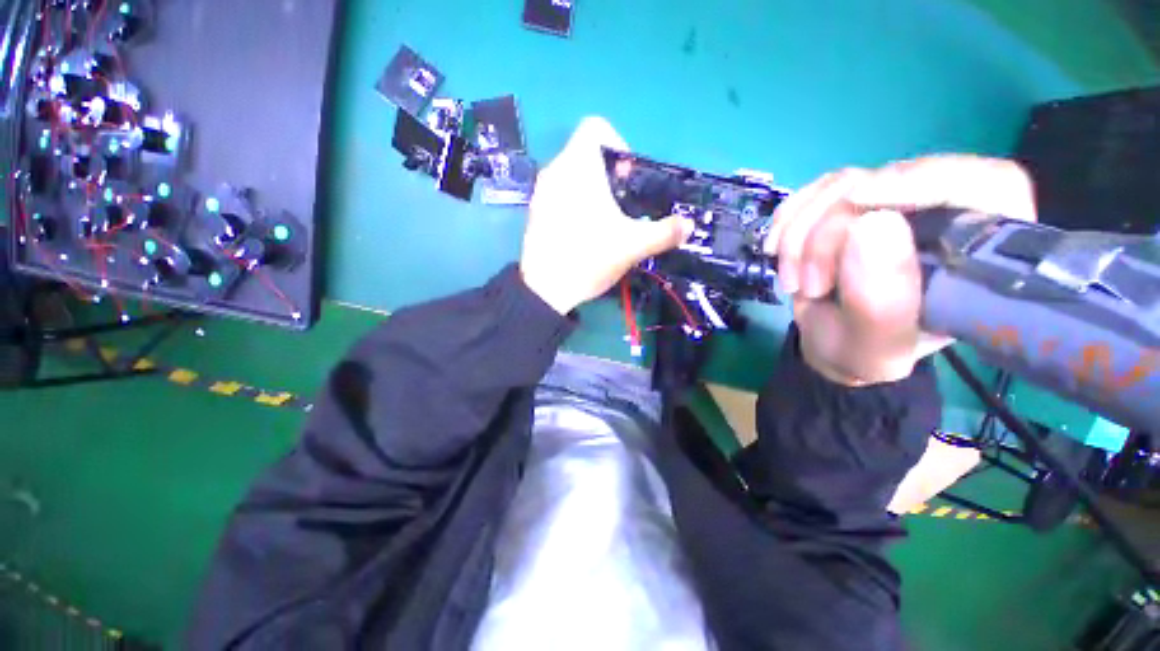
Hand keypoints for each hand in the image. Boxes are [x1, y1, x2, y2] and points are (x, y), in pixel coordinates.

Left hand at [520, 117, 691, 313]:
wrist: (545, 290)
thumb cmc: (589, 258)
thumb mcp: (633, 245)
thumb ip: (664, 232)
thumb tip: (688, 225)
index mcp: (579, 166)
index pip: (596, 127)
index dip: (619, 143)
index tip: (627, 176)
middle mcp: (555, 170)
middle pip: (586, 153)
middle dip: (610, 173)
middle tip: (622, 204)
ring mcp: (541, 192)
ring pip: (572, 174)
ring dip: (593, 189)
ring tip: (605, 220)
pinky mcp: (535, 211)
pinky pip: (559, 192)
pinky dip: (575, 202)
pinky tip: (584, 232)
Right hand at [764, 155, 1036, 385]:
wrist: (832, 342)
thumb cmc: (866, 351)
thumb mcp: (877, 345)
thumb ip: (882, 300)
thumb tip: (873, 223)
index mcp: (981, 250)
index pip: (985, 184)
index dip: (926, 180)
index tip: (857, 203)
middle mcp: (945, 212)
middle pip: (893, 178)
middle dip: (830, 232)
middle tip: (809, 286)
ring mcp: (895, 200)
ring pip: (843, 183)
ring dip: (800, 234)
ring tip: (794, 282)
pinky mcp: (853, 201)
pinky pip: (815, 190)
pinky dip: (788, 218)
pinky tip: (776, 249)